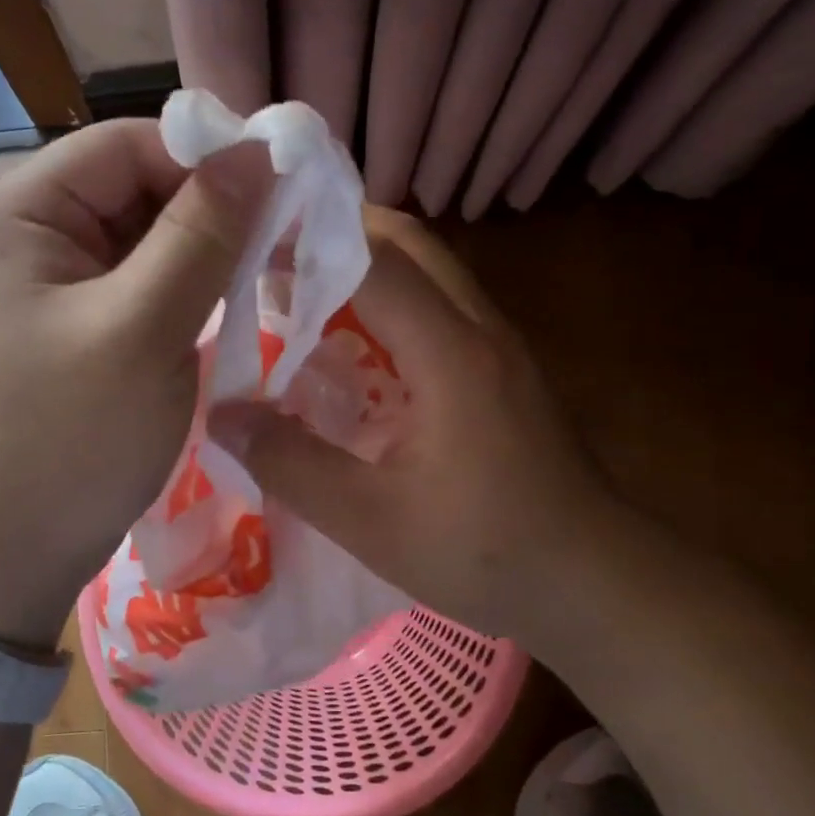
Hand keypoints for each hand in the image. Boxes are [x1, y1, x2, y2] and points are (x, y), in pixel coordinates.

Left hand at [0, 118, 271, 648]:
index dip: (205, 158)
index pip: (124, 146)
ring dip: (203, 253)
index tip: (281, 193)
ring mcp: (49, 289)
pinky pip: (137, 287)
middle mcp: (27, 239)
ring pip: (143, 240)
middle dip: (209, 209)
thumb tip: (259, 151)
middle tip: (284, 242)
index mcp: (19, 217)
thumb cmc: (69, 441)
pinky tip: (226, 309)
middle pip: (134, 189)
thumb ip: (202, 234)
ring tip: (266, 276)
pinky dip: (184, 291)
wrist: (9, 558)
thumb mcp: (143, 329)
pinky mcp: (73, 331)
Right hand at [207, 210, 614, 640]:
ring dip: (366, 265)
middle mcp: (479, 328)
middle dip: (338, 234)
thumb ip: (291, 463)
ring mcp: (498, 343)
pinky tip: (355, 345)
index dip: (308, 242)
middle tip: (272, 258)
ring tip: (301, 292)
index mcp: (450, 353)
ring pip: (428, 269)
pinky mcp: (503, 367)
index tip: (247, 244)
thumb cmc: (485, 552)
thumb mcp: (370, 521)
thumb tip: (221, 416)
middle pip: (408, 243)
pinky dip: (391, 300)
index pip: (374, 261)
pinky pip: (439, 304)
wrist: (594, 581)